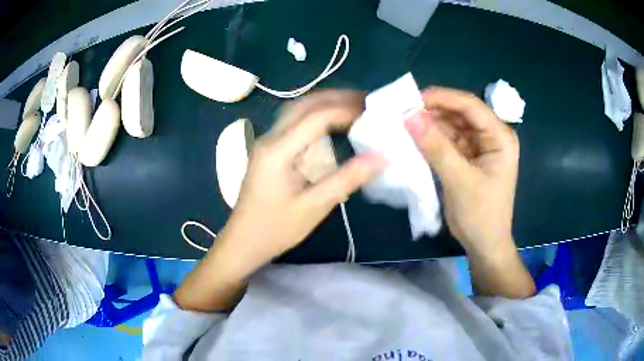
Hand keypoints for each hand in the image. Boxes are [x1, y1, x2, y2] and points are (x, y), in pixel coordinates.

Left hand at [218, 90, 385, 278]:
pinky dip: (316, 116)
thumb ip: (347, 179)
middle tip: (367, 102)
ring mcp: (267, 142)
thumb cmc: (276, 229)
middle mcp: (270, 138)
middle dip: (337, 98)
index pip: (316, 116)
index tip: (373, 114)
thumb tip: (382, 157)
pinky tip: (332, 124)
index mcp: (278, 150)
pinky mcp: (269, 150)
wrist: (243, 241)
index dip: (347, 110)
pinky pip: (294, 122)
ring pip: (297, 110)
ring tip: (354, 107)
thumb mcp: (315, 207)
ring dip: (325, 103)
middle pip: (304, 104)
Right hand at [404, 87, 533, 297]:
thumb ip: (435, 147)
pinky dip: (432, 138)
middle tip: (403, 111)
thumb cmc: (480, 215)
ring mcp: (480, 146)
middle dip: (433, 111)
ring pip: (452, 125)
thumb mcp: (458, 180)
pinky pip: (448, 140)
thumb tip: (409, 116)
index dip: (442, 97)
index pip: (471, 106)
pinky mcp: (469, 157)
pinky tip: (415, 137)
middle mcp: (492, 135)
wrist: (484, 244)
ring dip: (430, 124)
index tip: (411, 99)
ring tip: (404, 123)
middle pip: (460, 113)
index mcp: (500, 137)